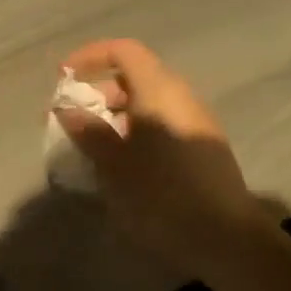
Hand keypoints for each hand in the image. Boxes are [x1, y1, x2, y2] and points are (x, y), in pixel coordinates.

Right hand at [55, 39, 271, 265]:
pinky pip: (162, 124)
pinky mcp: (202, 148)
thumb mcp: (115, 165)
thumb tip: (67, 109)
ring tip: (92, 146)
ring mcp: (196, 122)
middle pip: (135, 76)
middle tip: (71, 119)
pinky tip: (121, 165)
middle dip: (98, 92)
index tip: (63, 79)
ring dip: (115, 115)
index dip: (90, 57)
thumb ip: (88, 132)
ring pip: (149, 103)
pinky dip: (136, 131)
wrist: (227, 239)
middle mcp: (181, 97)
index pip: (123, 51)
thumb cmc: (163, 195)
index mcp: (159, 91)